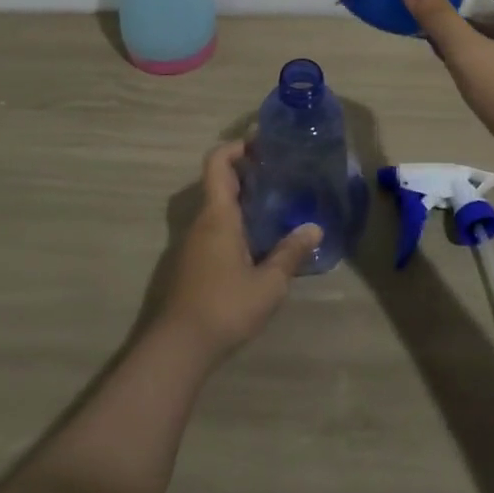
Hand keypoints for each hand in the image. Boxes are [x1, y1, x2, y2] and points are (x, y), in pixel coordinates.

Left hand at [154, 140, 321, 367]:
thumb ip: (290, 254)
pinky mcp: (191, 264)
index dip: (236, 147)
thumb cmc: (225, 307)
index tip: (261, 145)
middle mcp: (201, 222)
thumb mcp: (268, 284)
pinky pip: (214, 229)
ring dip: (241, 200)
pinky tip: (258, 243)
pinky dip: (234, 223)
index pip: (218, 163)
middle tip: (279, 173)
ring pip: (216, 208)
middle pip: (218, 182)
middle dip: (246, 172)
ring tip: (275, 206)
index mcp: (218, 216)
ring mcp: (192, 243)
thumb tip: (315, 228)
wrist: (178, 347)